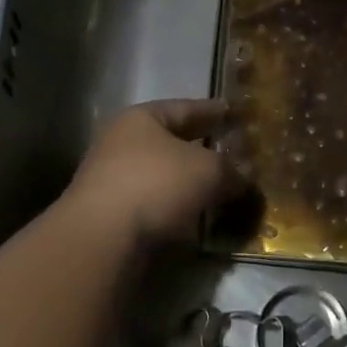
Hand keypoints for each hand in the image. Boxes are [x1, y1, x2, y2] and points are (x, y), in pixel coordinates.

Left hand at [65, 99, 242, 246]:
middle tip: (231, 151)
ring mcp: (112, 180)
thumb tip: (244, 177)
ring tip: (219, 187)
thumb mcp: (207, 170)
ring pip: (162, 175)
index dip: (212, 110)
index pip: (184, 108)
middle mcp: (121, 143)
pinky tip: (196, 216)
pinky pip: (154, 203)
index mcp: (141, 118)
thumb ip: (231, 170)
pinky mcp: (111, 215)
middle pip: (170, 141)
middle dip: (201, 147)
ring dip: (188, 181)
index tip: (234, 112)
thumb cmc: (156, 184)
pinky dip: (176, 207)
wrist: (102, 238)